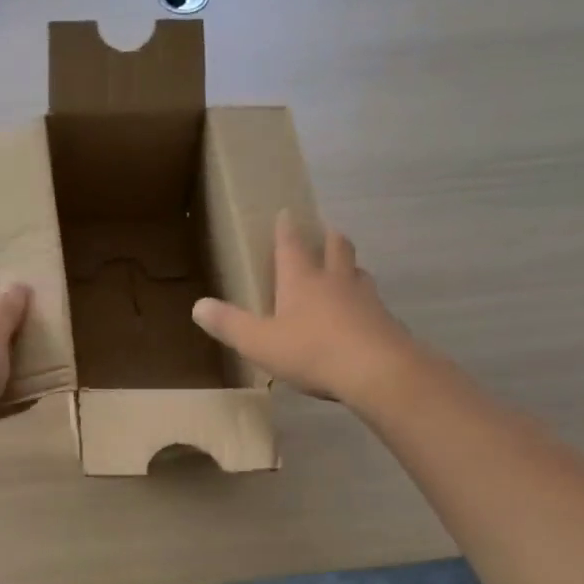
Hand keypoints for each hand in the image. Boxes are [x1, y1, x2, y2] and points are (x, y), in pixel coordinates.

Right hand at [192, 212, 413, 409]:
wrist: (378, 372)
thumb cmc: (312, 351)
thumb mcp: (259, 342)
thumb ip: (229, 324)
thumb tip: (197, 306)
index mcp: (301, 279)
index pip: (292, 244)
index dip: (287, 228)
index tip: (287, 212)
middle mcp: (335, 281)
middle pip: (336, 247)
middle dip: (329, 238)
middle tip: (326, 232)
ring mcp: (366, 299)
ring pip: (359, 273)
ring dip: (351, 268)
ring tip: (346, 271)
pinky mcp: (386, 322)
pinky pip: (375, 305)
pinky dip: (366, 304)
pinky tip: (363, 317)